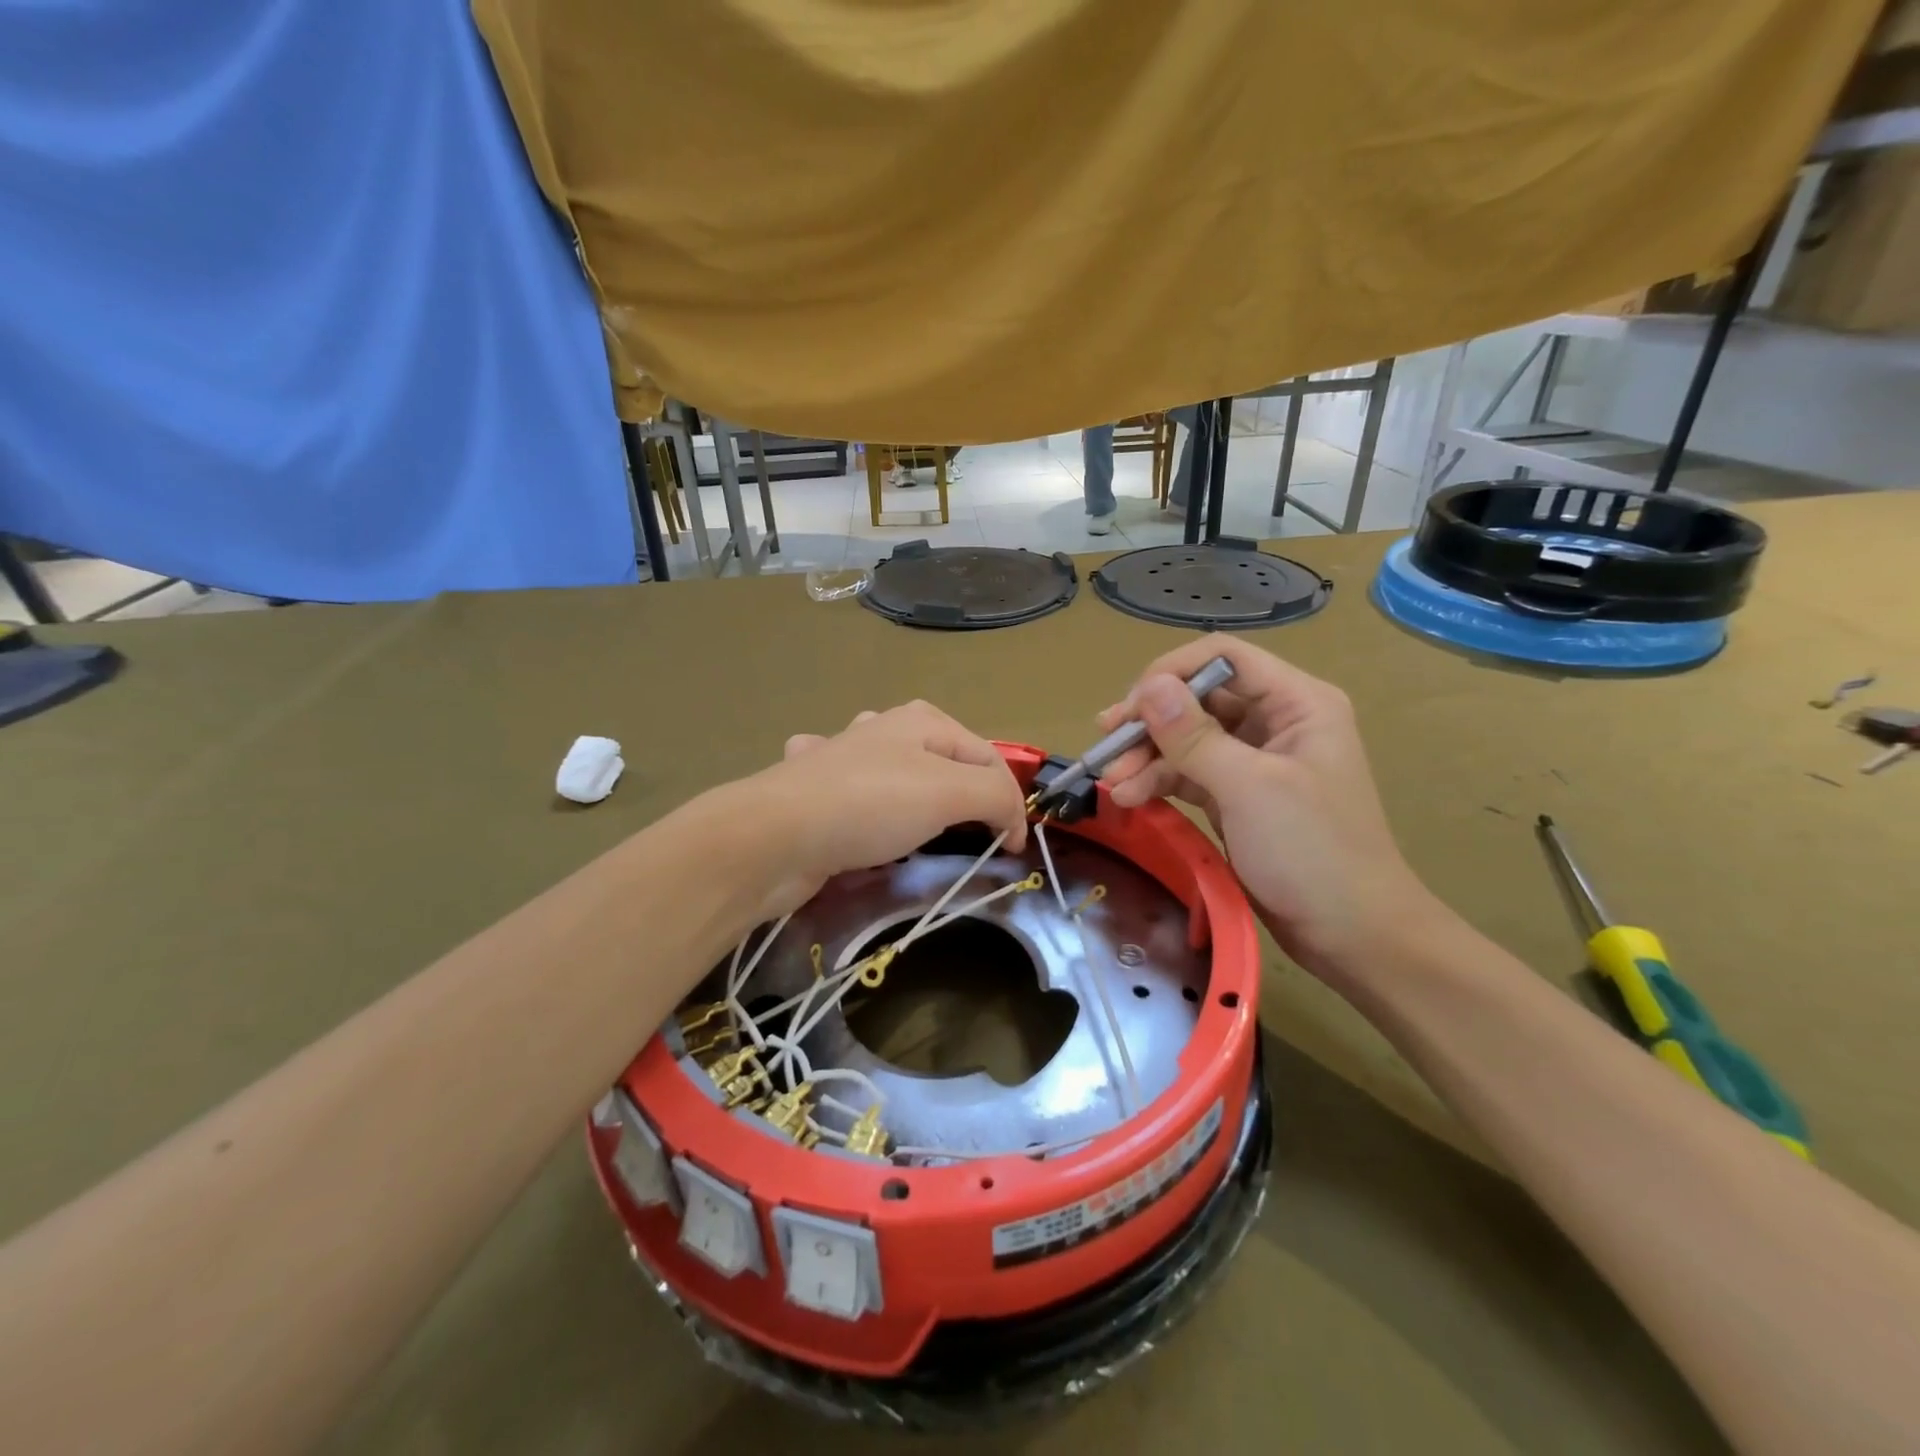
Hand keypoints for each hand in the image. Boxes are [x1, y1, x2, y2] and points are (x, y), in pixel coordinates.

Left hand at [749, 701, 1028, 914]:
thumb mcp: (950, 792)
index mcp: (921, 720)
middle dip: (963, 801)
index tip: (1011, 852)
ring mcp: (843, 757)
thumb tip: (1012, 820)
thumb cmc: (870, 805)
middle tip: (968, 841)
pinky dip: (863, 809)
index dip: (1009, 803)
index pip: (989, 757)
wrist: (773, 836)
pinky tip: (855, 823)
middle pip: (947, 765)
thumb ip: (996, 795)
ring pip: (898, 776)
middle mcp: (883, 729)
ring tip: (916, 832)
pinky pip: (854, 797)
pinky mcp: (815, 791)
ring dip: (913, 801)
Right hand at [1097, 636, 1444, 979]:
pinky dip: (1159, 782)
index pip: (1224, 658)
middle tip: (1107, 745)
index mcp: (1297, 702)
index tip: (1131, 707)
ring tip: (1113, 785)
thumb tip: (1149, 686)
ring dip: (1147, 757)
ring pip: (1187, 738)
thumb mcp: (1249, 788)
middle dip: (1151, 722)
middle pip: (1198, 699)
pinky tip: (1130, 798)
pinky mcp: (1237, 795)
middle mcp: (1276, 721)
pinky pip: (1189, 773)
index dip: (1172, 672)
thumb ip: (1194, 735)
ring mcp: (1254, 760)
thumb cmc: (1312, 852)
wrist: (1351, 935)